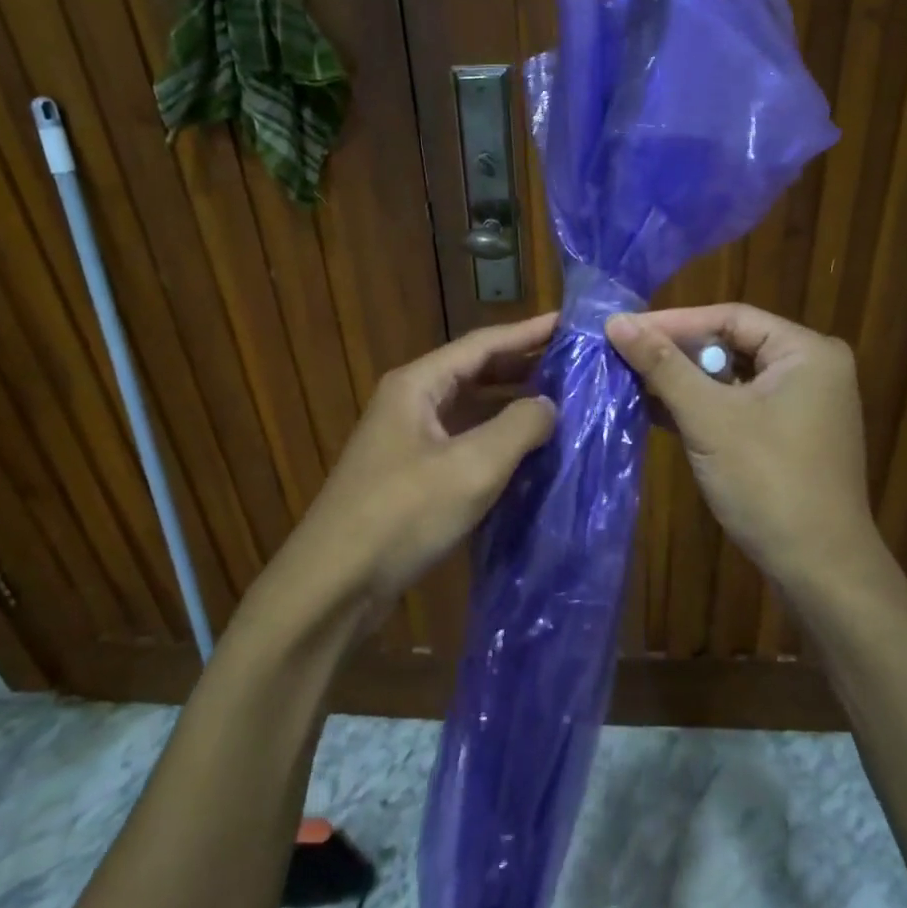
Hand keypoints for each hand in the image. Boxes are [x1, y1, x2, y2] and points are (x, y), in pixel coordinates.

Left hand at [283, 312, 557, 622]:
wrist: (334, 584)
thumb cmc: (403, 514)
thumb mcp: (472, 466)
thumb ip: (519, 426)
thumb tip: (550, 405)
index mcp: (417, 385)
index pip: (481, 344)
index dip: (527, 332)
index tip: (570, 323)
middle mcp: (409, 403)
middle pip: (473, 373)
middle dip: (522, 367)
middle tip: (572, 365)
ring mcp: (407, 440)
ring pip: (468, 410)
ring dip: (510, 405)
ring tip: (559, 403)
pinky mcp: (410, 476)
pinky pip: (461, 443)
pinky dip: (494, 441)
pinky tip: (525, 452)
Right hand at [606, 304, 882, 594]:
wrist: (819, 571)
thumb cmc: (768, 482)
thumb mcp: (709, 418)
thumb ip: (663, 366)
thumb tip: (616, 321)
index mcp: (806, 352)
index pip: (729, 317)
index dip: (673, 321)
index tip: (622, 329)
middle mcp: (810, 370)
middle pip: (731, 345)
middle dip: (676, 354)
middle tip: (623, 355)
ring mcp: (802, 406)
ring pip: (731, 379)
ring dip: (683, 384)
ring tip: (630, 381)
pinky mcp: (789, 437)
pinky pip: (737, 407)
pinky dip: (701, 409)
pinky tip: (656, 412)